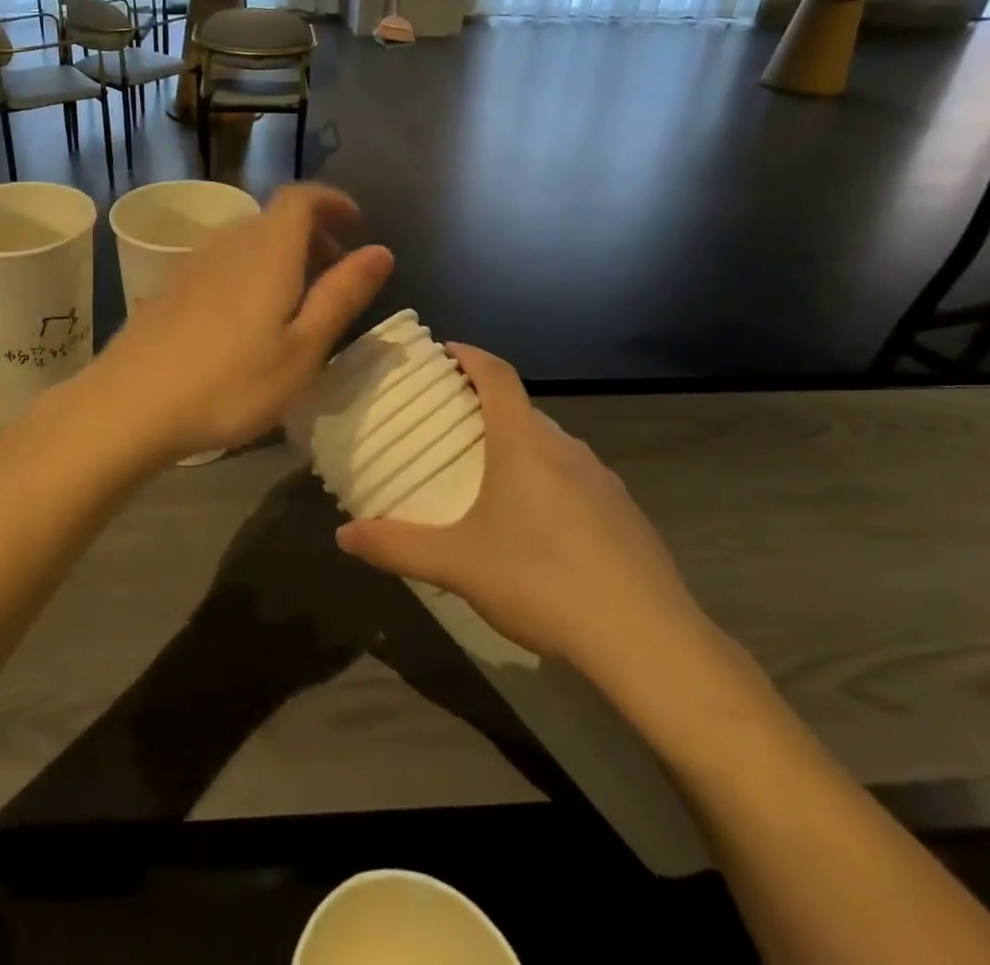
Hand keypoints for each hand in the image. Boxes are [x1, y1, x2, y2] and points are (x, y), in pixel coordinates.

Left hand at [94, 184, 392, 460]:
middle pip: (276, 218)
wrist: (130, 405)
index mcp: (267, 250)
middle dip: (314, 235)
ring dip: (281, 256)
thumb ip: (343, 295)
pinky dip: (250, 272)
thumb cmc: (230, 383)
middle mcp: (229, 243)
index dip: (334, 202)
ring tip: (296, 300)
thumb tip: (382, 250)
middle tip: (335, 273)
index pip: (302, 197)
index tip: (358, 227)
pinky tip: (247, 319)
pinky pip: (223, 262)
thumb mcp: (303, 348)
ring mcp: (193, 263)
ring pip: (248, 241)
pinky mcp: (170, 287)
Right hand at [335, 345, 715, 694]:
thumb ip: (396, 546)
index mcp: (523, 444)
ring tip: (492, 478)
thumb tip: (342, 535)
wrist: (648, 640)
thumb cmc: (541, 581)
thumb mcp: (456, 565)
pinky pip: (579, 479)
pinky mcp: (627, 514)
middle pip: (523, 409)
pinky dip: (551, 482)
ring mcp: (604, 480)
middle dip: (487, 407)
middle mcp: (566, 449)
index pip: (497, 375)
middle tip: (454, 426)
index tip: (447, 350)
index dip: (470, 355)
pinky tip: (542, 530)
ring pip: (553, 446)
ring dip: (521, 446)